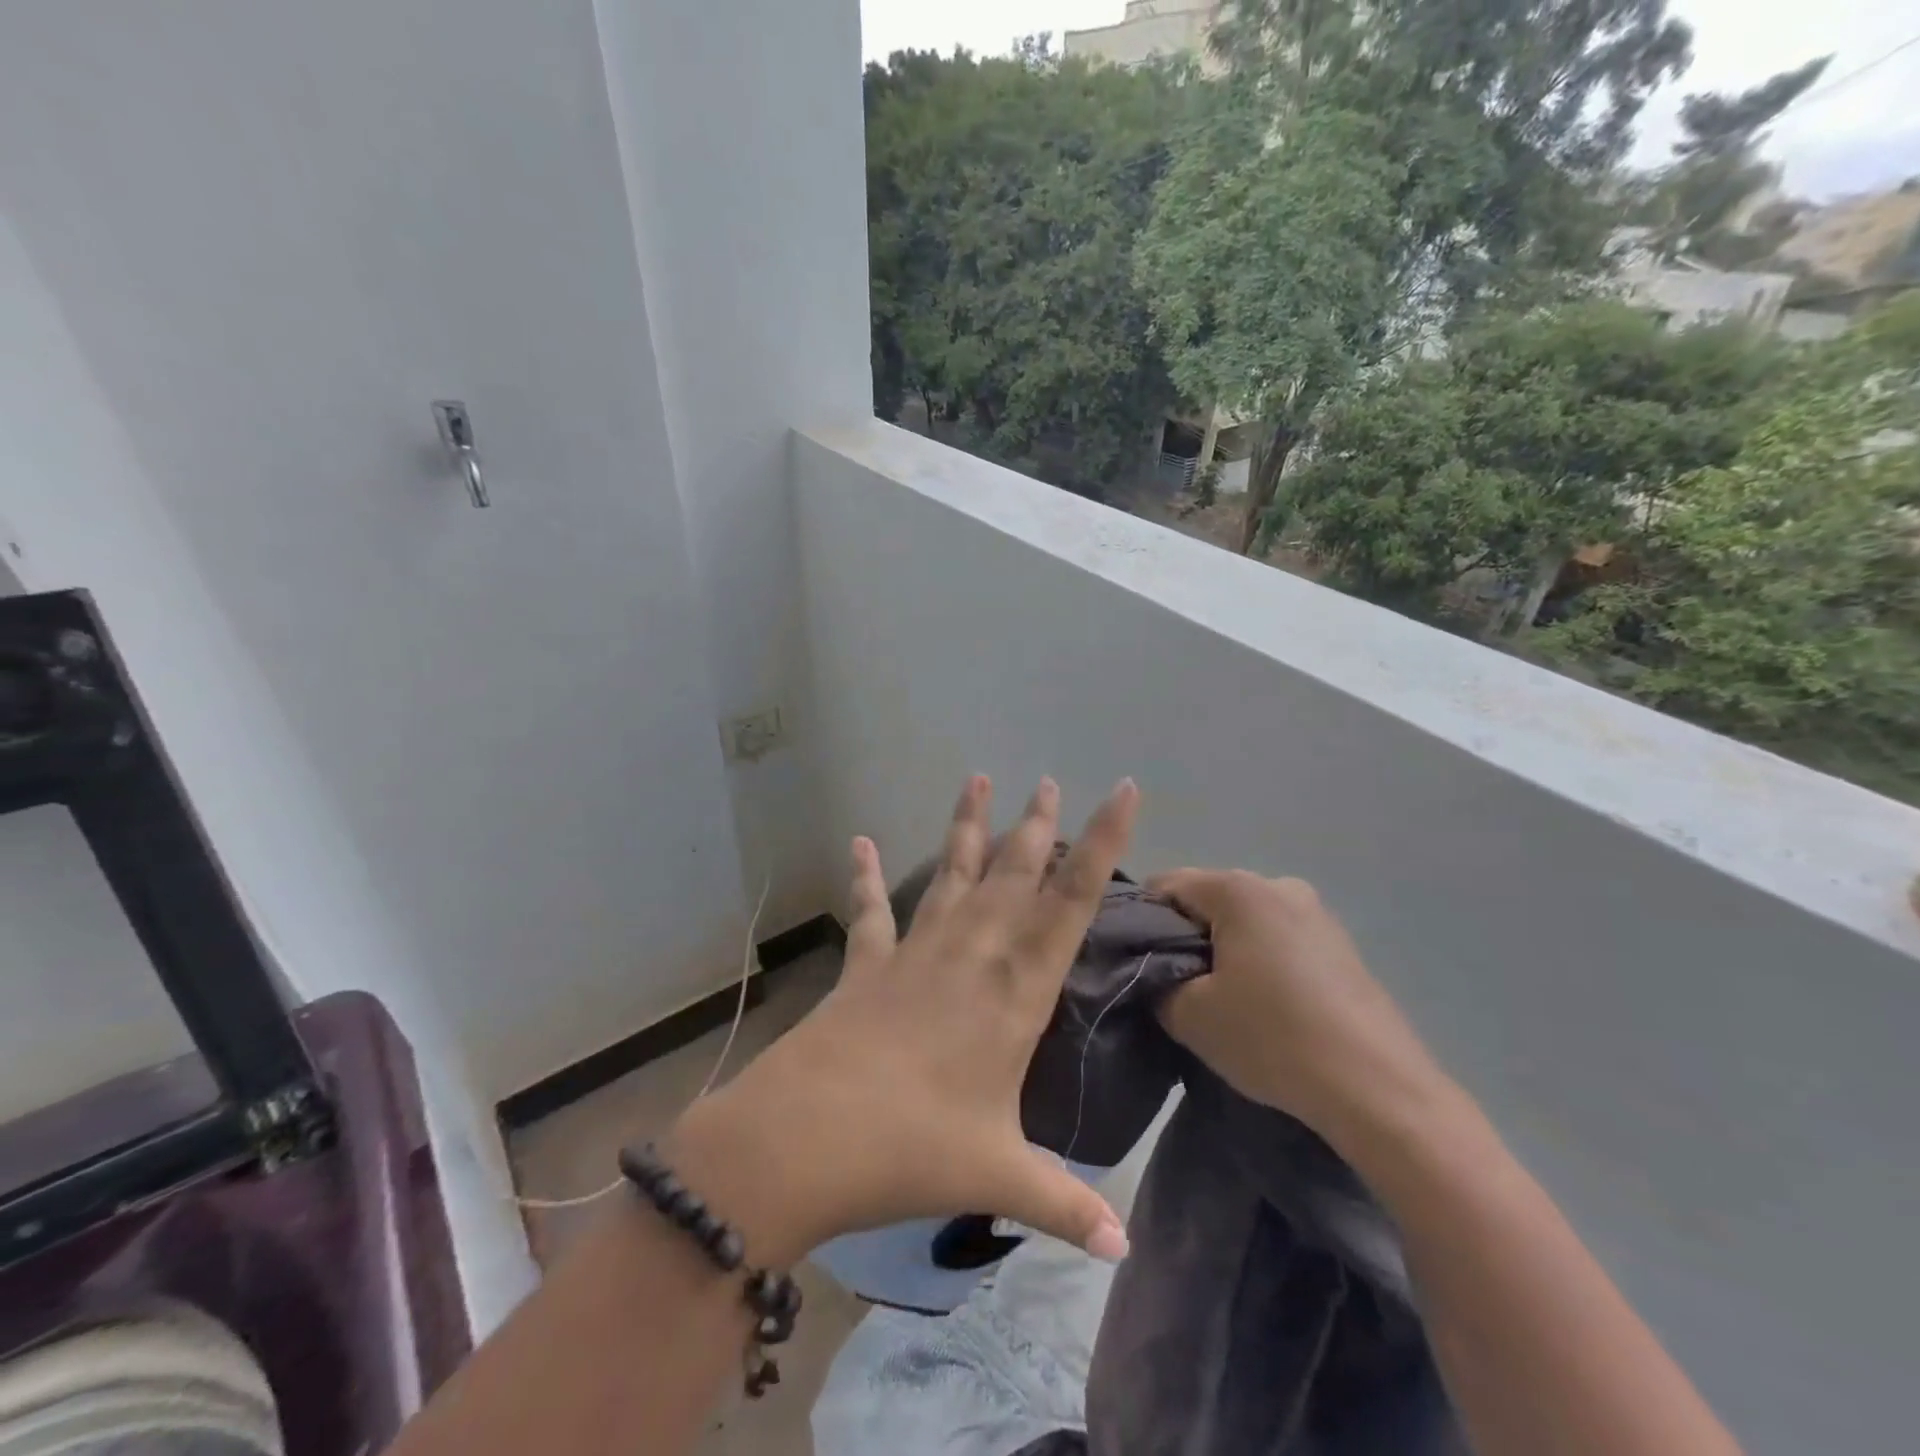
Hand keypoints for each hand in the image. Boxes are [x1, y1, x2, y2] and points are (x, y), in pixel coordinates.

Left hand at [670, 775, 1138, 1264]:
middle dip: (1037, 825)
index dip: (1103, 843)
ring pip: (951, 874)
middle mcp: (972, 953)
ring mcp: (916, 951)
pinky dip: (865, 876)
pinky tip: (860, 841)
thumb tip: (1122, 1250)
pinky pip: (871, 910)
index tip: (1123, 792)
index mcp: (1014, 990)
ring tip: (977, 778)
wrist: (805, 1138)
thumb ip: (1063, 1206)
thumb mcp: (997, 1177)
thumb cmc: (912, 1149)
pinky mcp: (868, 963)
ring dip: (967, 827)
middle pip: (1014, 873)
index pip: (1072, 901)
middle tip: (1050, 780)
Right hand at [1148, 870, 1456, 1152]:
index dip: (1141, 922)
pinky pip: (1276, 939)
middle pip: (1206, 900)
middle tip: (1177, 988)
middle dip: (1184, 937)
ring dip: (1222, 951)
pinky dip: (1257, 961)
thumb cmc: (1273, 1038)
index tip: (1137, 965)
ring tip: (1223, 1002)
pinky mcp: (1339, 944)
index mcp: (1238, 888)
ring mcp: (1316, 913)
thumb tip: (1155, 974)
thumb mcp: (1190, 1015)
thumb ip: (1155, 982)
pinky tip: (1264, 1007)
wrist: (1379, 1090)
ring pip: (1242, 921)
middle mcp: (1278, 884)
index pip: (1164, 885)